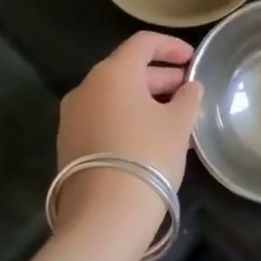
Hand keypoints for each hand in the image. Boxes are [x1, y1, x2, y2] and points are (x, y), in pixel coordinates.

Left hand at [56, 32, 203, 238]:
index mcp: (113, 73)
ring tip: (176, 121)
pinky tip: (151, 141)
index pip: (143, 43)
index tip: (192, 60)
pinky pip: (103, 119)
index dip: (171, 47)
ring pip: (115, 98)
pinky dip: (128, 120)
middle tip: (188, 93)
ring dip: (145, 102)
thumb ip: (188, 98)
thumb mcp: (179, 123)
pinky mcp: (68, 145)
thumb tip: (190, 87)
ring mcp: (72, 118)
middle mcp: (87, 88)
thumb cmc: (148, 155)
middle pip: (128, 70)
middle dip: (161, 78)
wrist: (104, 217)